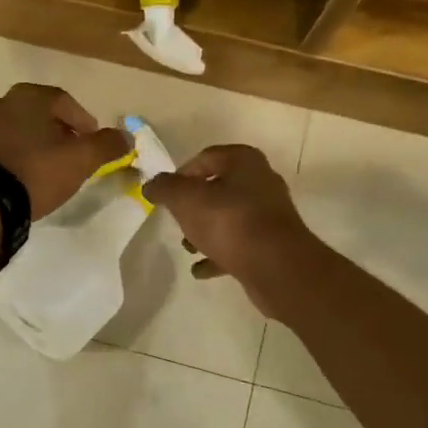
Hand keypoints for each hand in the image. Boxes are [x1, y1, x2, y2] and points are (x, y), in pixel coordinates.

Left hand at [0, 84, 130, 219]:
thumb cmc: (37, 171)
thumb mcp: (81, 159)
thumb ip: (107, 145)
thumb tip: (126, 136)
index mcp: (29, 96)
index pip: (65, 101)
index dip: (84, 122)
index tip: (94, 142)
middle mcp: (3, 102)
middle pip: (42, 114)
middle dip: (61, 131)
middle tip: (74, 152)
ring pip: (22, 128)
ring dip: (39, 142)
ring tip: (52, 165)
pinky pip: (5, 145)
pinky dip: (19, 153)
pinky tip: (28, 173)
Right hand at [144, 145, 325, 316]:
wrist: (276, 266)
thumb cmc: (228, 221)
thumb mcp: (185, 199)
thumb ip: (164, 188)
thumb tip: (151, 185)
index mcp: (244, 161)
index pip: (205, 158)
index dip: (181, 174)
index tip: (165, 194)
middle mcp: (261, 181)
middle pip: (218, 188)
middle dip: (194, 205)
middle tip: (176, 220)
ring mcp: (269, 214)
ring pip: (228, 217)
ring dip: (205, 230)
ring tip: (187, 247)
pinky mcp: (272, 243)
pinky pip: (239, 244)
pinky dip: (219, 254)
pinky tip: (200, 269)